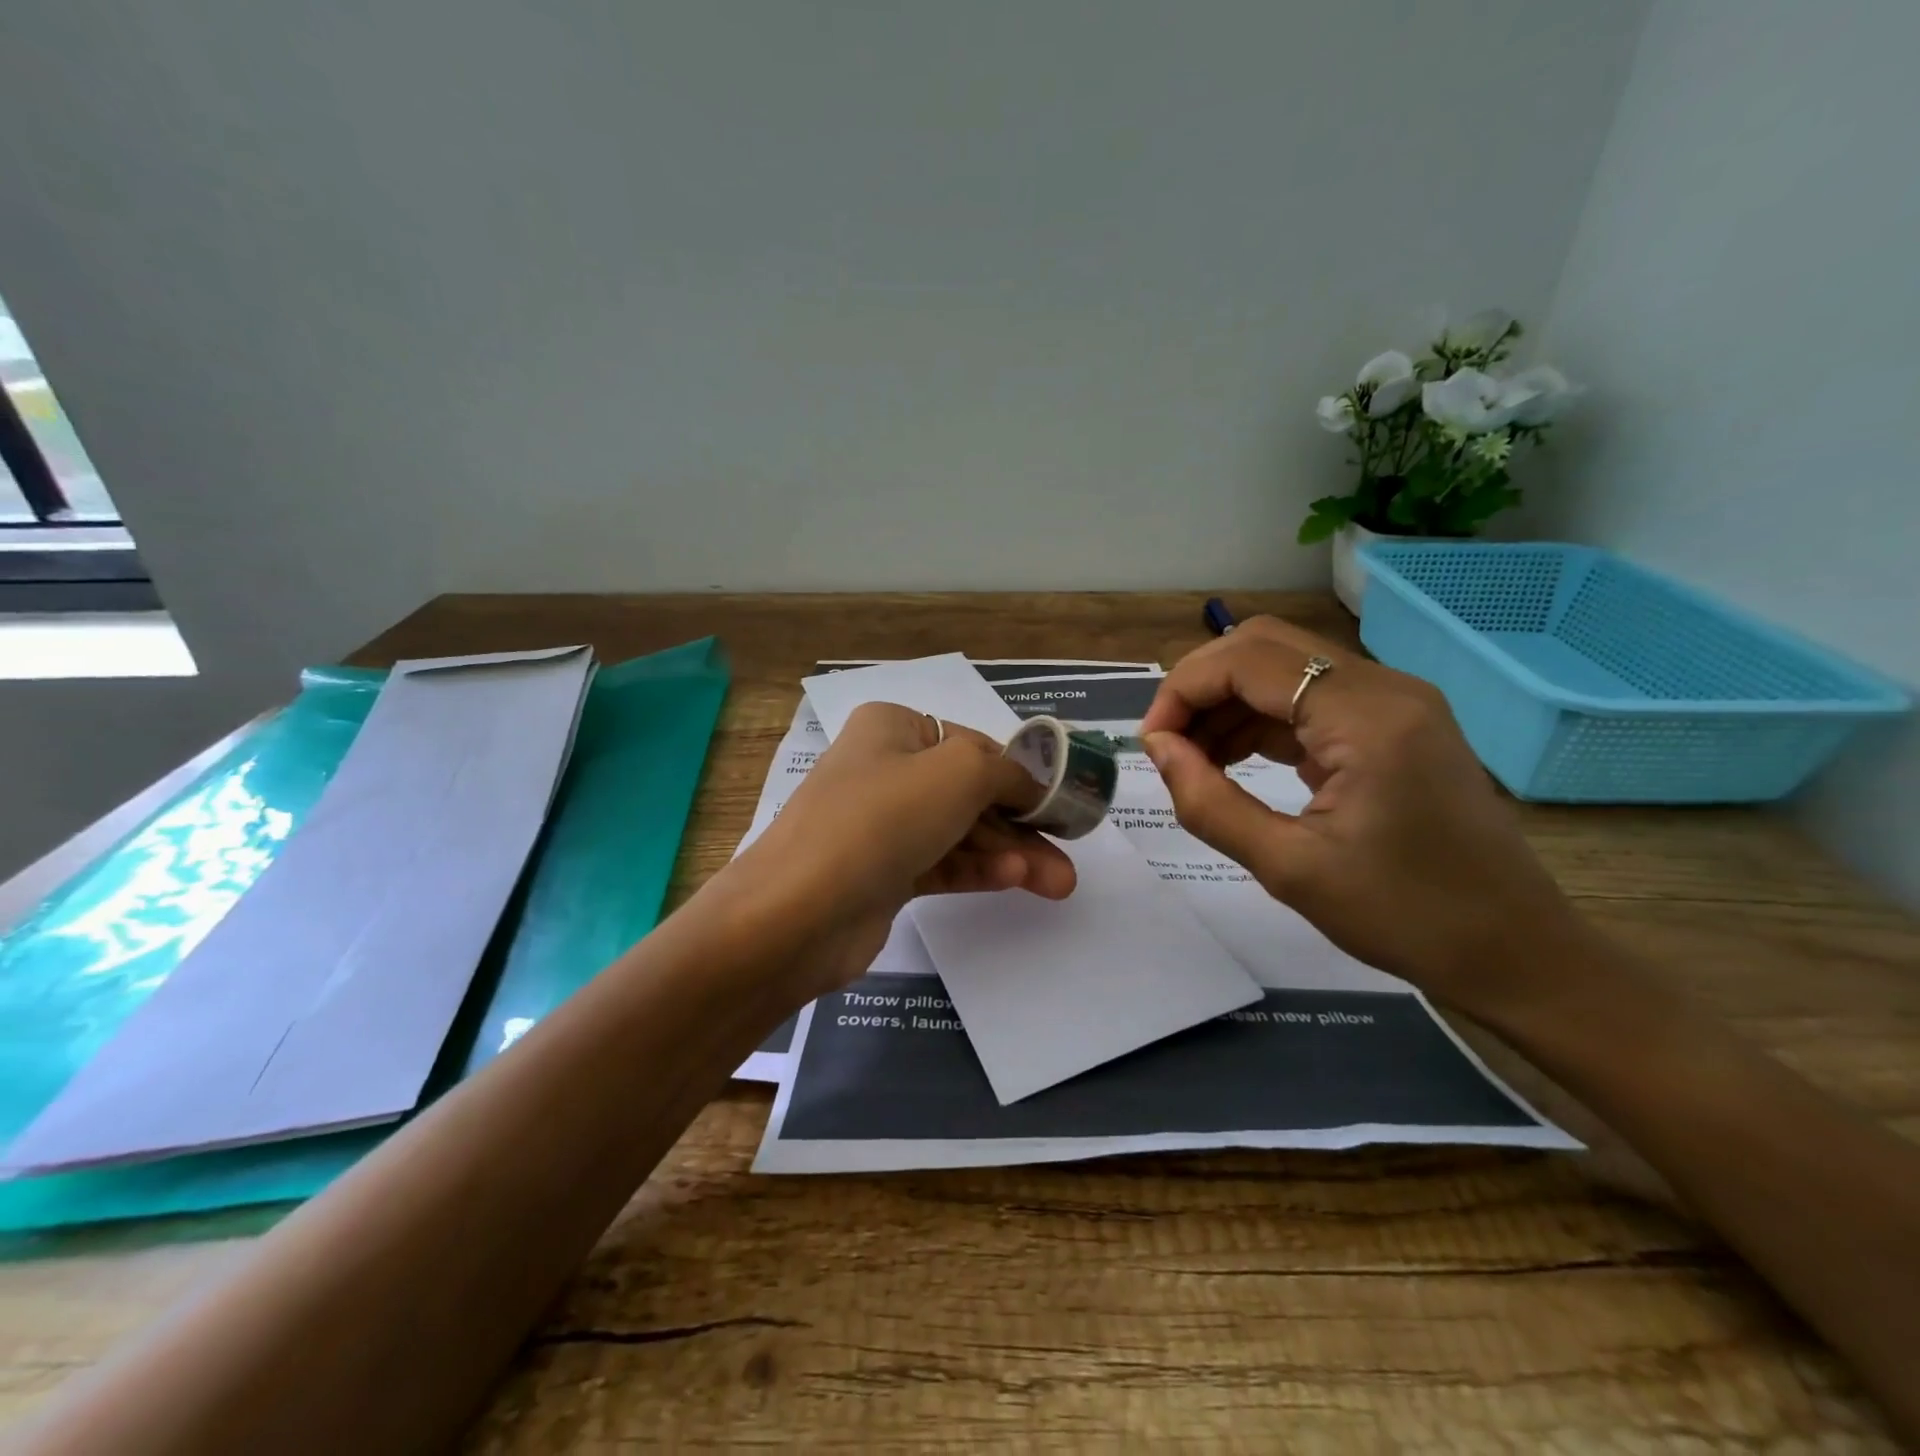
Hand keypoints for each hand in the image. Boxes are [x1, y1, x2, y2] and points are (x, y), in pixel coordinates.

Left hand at [728, 702, 1076, 999]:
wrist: (797, 912)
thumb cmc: (881, 818)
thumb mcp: (958, 773)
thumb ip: (1007, 772)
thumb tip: (1033, 783)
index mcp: (893, 728)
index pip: (971, 743)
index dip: (1019, 772)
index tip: (1060, 803)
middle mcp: (884, 770)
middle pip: (970, 792)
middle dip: (1022, 824)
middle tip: (1069, 856)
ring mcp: (881, 825)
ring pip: (960, 832)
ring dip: (1010, 854)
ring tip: (1059, 883)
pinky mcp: (881, 874)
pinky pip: (941, 864)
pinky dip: (978, 870)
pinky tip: (1017, 881)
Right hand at [1140, 617, 1584, 1020]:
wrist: (1515, 951)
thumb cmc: (1405, 916)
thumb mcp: (1289, 868)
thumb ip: (1209, 802)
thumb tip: (1157, 750)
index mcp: (1366, 715)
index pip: (1247, 661)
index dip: (1183, 691)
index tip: (1149, 744)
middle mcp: (1384, 687)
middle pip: (1265, 647)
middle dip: (1201, 687)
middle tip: (1166, 744)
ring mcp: (1395, 702)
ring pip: (1285, 669)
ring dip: (1228, 703)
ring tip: (1191, 760)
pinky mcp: (1395, 724)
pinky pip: (1310, 699)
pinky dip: (1261, 720)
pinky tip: (1232, 761)